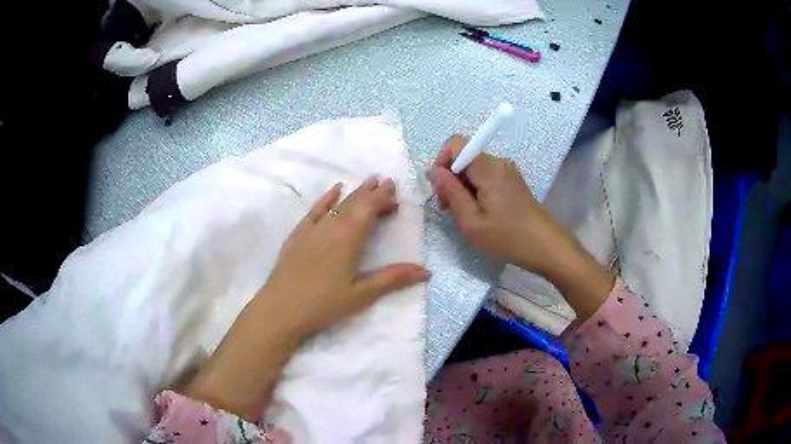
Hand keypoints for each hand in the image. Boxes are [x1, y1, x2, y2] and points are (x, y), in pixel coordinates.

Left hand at [262, 176, 429, 336]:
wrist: (280, 310)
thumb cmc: (323, 305)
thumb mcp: (361, 295)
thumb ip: (392, 279)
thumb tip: (426, 271)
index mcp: (348, 239)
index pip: (369, 209)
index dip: (382, 197)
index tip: (394, 188)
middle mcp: (331, 227)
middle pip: (355, 203)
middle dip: (372, 192)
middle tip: (387, 184)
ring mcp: (312, 229)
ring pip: (337, 204)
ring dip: (354, 193)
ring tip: (368, 183)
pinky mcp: (297, 235)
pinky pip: (315, 210)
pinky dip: (327, 198)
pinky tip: (335, 191)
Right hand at [427, 135, 571, 275]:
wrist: (545, 246)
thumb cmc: (507, 237)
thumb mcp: (471, 220)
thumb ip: (450, 192)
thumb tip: (432, 171)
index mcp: (487, 167)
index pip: (456, 144)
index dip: (441, 161)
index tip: (439, 188)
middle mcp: (498, 162)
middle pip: (464, 157)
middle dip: (450, 178)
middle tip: (447, 209)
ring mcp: (507, 171)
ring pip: (474, 169)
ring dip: (462, 187)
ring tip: (463, 215)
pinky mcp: (512, 182)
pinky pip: (486, 177)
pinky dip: (476, 190)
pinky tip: (479, 213)